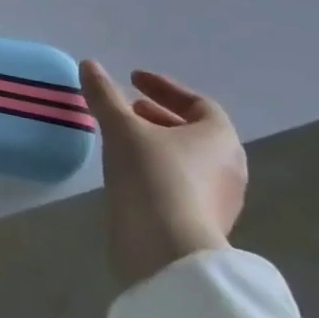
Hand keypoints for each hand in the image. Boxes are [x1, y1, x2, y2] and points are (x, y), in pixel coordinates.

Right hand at [80, 61, 247, 289]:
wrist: (167, 252)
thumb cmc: (152, 177)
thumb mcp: (121, 129)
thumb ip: (104, 95)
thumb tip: (89, 64)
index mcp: (220, 138)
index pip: (197, 103)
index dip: (163, 87)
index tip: (133, 79)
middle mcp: (229, 166)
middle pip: (195, 132)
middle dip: (159, 116)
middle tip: (128, 108)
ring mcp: (220, 200)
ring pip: (188, 160)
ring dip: (158, 144)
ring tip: (124, 140)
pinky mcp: (203, 226)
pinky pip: (182, 186)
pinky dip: (158, 171)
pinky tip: (130, 174)